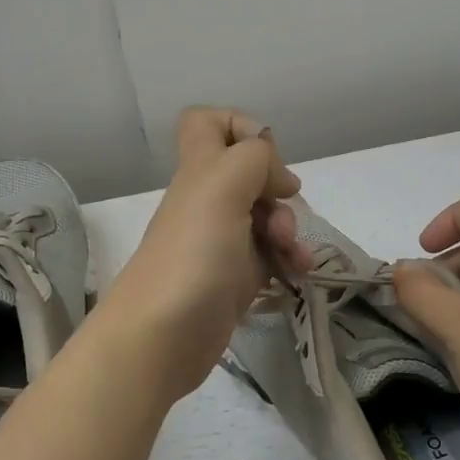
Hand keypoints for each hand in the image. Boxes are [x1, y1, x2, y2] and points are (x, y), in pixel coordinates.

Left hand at [94, 107, 309, 400]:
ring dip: (290, 228)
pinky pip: (270, 256)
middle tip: (280, 210)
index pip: (207, 122)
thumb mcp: (223, 187)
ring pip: (266, 216)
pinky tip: (298, 274)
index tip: (263, 155)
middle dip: (278, 188)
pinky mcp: (234, 278)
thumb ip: (255, 159)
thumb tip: (280, 179)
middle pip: (250, 173)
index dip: (239, 125)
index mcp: (200, 170)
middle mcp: (208, 199)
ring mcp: (221, 240)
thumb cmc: (193, 253)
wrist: (162, 337)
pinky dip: (288, 260)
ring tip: (294, 255)